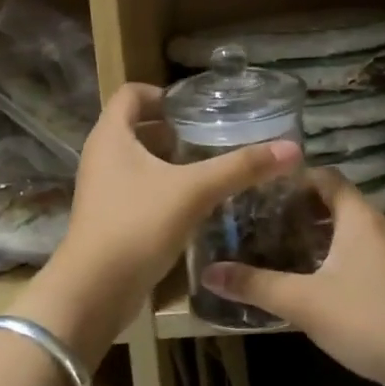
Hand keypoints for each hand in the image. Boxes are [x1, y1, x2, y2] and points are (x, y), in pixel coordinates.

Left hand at [24, 85, 299, 357]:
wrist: (94, 292)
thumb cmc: (137, 225)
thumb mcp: (194, 191)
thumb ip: (240, 167)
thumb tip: (291, 149)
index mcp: (110, 135)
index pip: (131, 93)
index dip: (162, 93)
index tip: (196, 106)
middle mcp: (101, 156)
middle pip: (136, 126)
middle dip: (172, 127)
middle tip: (212, 133)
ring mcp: (102, 189)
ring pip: (137, 159)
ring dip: (169, 158)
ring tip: (208, 165)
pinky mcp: (108, 217)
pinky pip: (137, 188)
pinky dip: (163, 186)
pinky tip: (193, 202)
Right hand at [203, 170, 384, 385]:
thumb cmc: (368, 319)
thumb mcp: (304, 302)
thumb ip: (256, 285)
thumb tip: (209, 273)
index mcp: (357, 216)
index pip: (324, 176)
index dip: (292, 178)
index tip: (257, 189)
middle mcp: (374, 225)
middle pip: (331, 201)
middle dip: (295, 208)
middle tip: (255, 219)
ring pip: (342, 229)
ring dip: (310, 234)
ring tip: (271, 245)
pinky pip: (353, 251)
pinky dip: (327, 255)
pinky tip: (304, 278)